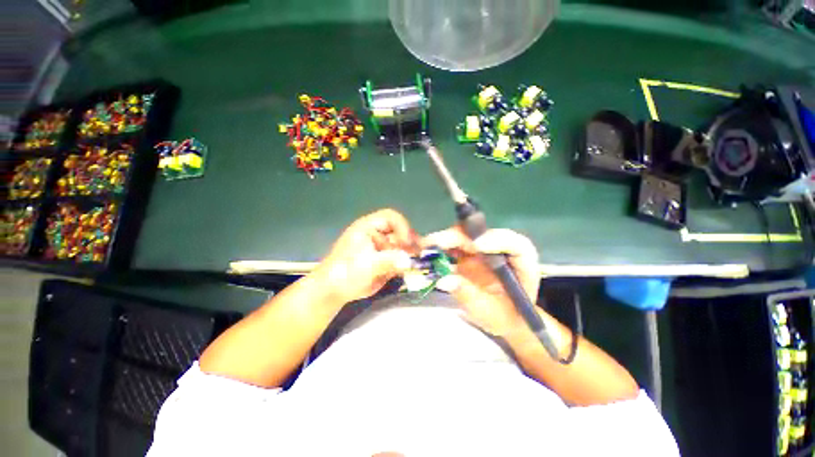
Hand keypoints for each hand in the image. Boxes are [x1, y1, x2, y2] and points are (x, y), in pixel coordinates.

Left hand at [312, 208, 418, 304]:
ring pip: (404, 246)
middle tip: (420, 254)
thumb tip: (409, 261)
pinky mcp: (387, 260)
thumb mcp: (366, 266)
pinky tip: (414, 269)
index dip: (402, 227)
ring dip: (413, 253)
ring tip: (420, 262)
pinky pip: (402, 258)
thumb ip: (388, 261)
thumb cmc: (345, 273)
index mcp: (369, 227)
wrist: (335, 291)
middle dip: (411, 242)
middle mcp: (378, 234)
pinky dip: (409, 263)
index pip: (391, 218)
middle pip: (401, 232)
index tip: (408, 243)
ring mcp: (383, 248)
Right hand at [422, 227, 539, 336]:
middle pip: (483, 235)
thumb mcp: (489, 313)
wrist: (502, 318)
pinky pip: (456, 243)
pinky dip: (441, 245)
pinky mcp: (471, 252)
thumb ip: (469, 295)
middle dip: (458, 236)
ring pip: (467, 235)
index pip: (516, 245)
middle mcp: (503, 250)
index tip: (476, 245)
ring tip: (425, 245)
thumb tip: (443, 280)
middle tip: (434, 242)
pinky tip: (427, 250)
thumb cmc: (503, 317)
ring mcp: (485, 249)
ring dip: (446, 238)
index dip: (496, 240)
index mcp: (522, 264)